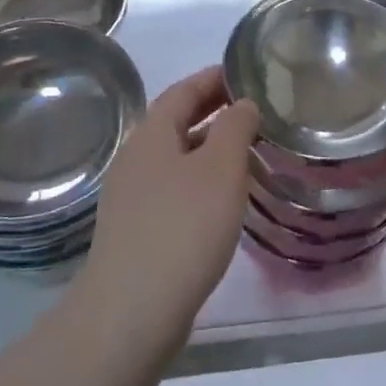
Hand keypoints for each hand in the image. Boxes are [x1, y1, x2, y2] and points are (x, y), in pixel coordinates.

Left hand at [79, 67, 257, 351]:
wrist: (132, 312)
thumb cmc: (183, 227)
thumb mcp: (221, 168)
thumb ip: (235, 127)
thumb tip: (242, 103)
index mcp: (151, 134)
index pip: (184, 90)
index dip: (214, 78)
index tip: (245, 73)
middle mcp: (136, 158)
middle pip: (176, 121)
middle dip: (213, 111)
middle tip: (253, 108)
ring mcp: (132, 196)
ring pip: (176, 157)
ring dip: (209, 147)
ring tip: (247, 151)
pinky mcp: (136, 229)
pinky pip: (173, 187)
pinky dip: (201, 179)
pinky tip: (223, 199)